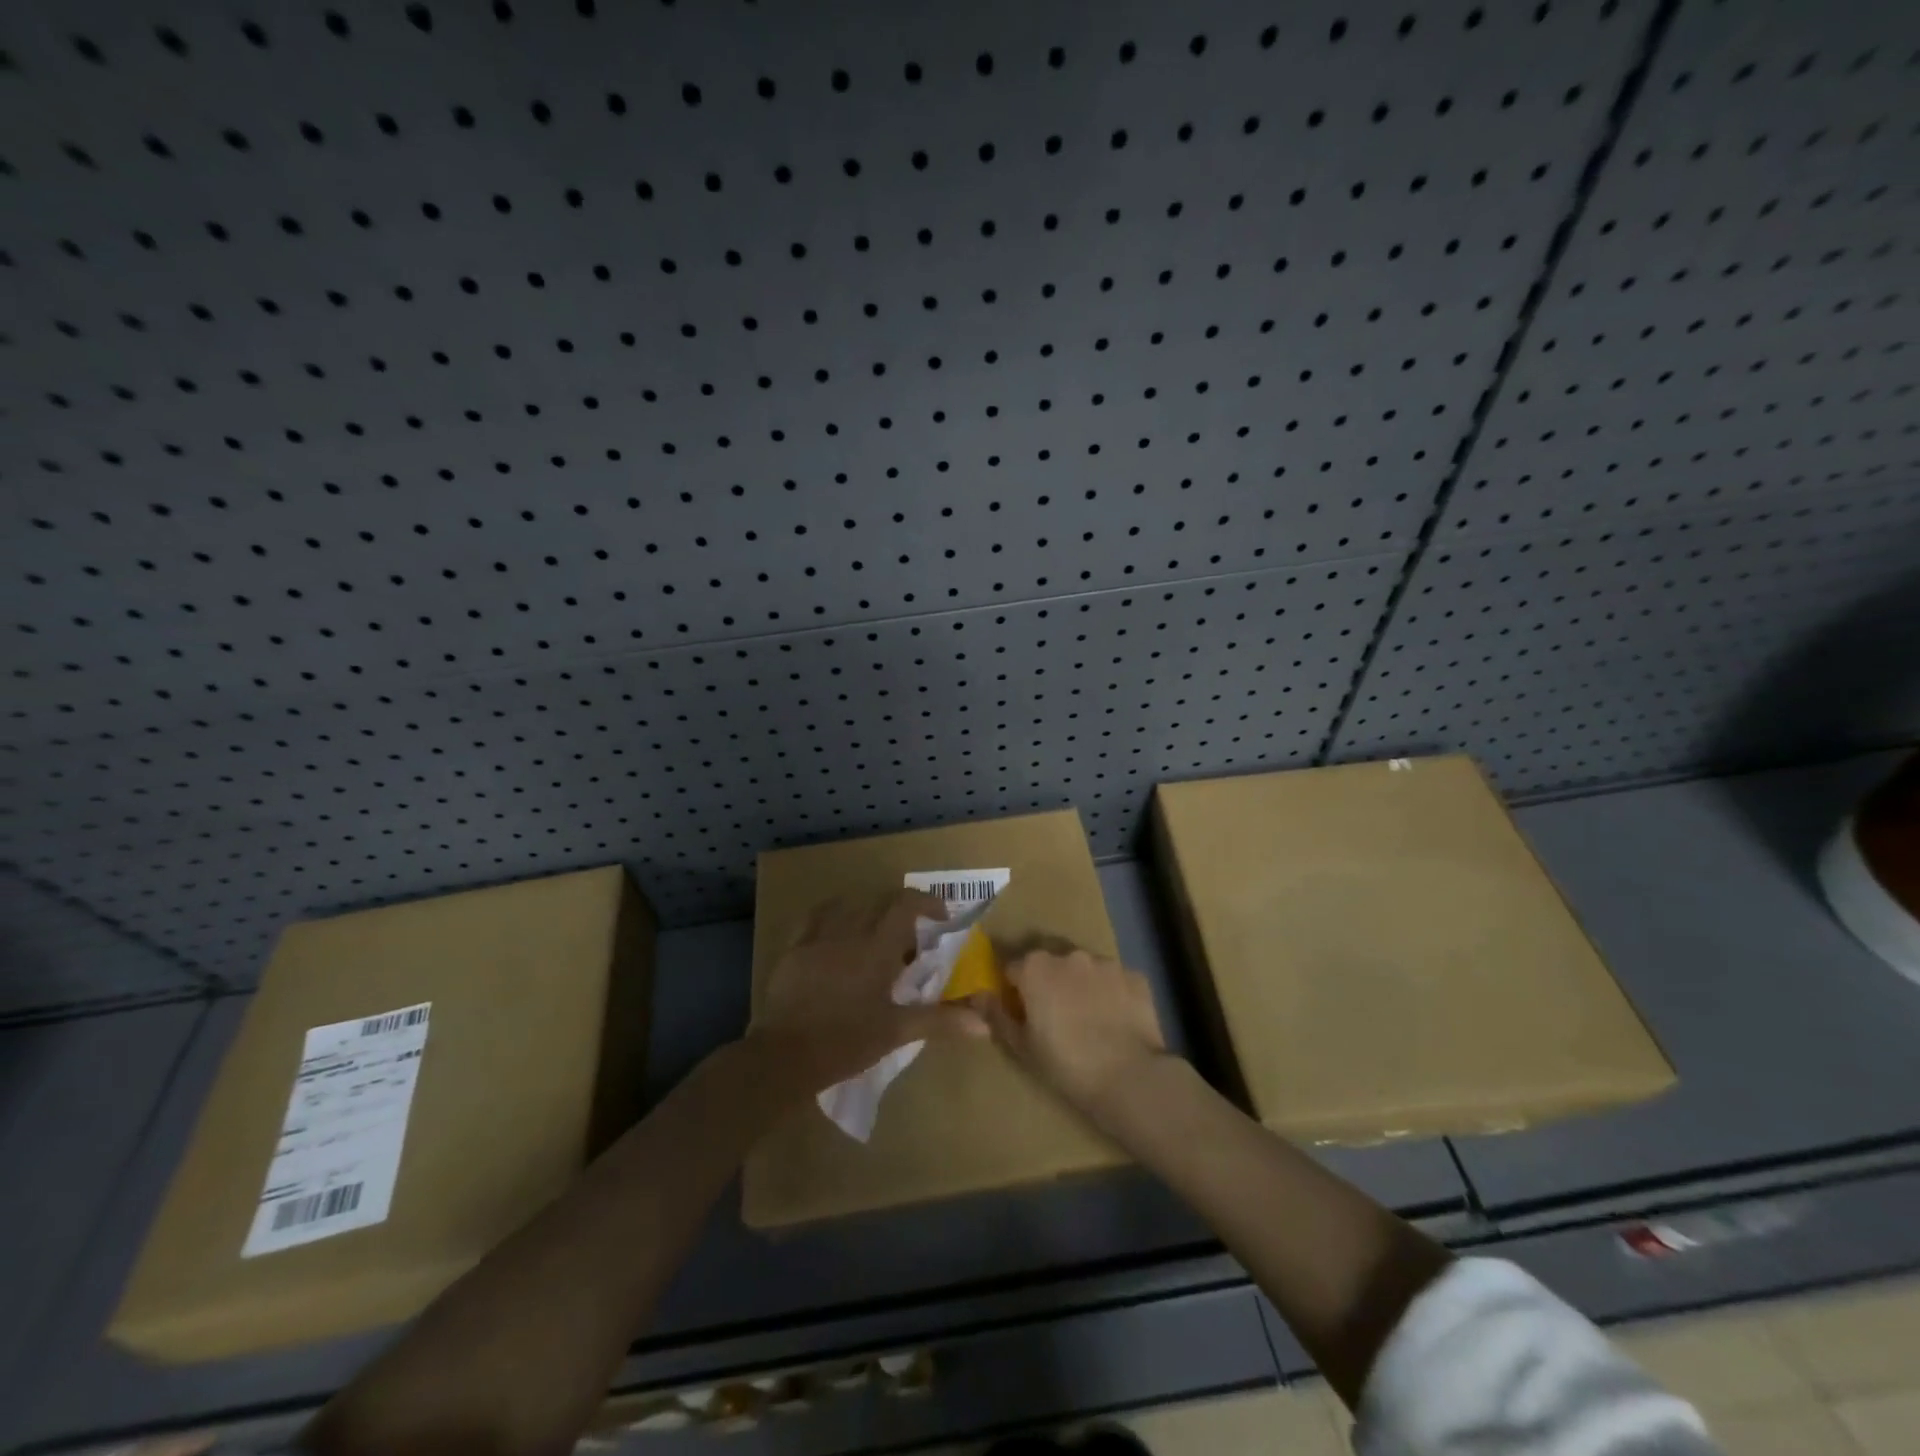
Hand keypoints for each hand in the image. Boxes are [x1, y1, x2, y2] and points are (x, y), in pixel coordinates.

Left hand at [749, 890, 986, 1095]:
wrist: (785, 1055)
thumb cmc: (846, 1042)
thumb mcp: (896, 1031)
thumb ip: (940, 1020)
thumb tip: (982, 1023)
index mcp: (877, 948)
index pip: (905, 904)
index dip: (927, 902)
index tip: (941, 917)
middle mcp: (849, 932)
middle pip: (878, 902)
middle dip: (899, 911)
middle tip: (910, 938)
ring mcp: (818, 937)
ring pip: (848, 906)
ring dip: (867, 912)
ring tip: (875, 934)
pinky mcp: (794, 948)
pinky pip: (814, 917)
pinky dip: (832, 916)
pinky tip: (835, 932)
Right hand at [969, 948, 1168, 1119]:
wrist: (1128, 1076)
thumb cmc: (1065, 1063)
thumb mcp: (1021, 1046)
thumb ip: (996, 1016)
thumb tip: (977, 996)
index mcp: (1035, 967)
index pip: (1014, 969)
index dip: (1015, 991)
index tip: (1022, 1013)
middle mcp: (1069, 954)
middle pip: (1050, 964)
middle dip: (1049, 983)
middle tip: (1055, 1017)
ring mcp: (1105, 962)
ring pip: (1084, 969)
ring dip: (1081, 985)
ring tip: (1089, 1020)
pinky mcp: (1135, 976)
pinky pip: (1115, 980)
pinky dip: (1112, 994)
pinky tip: (1116, 1021)